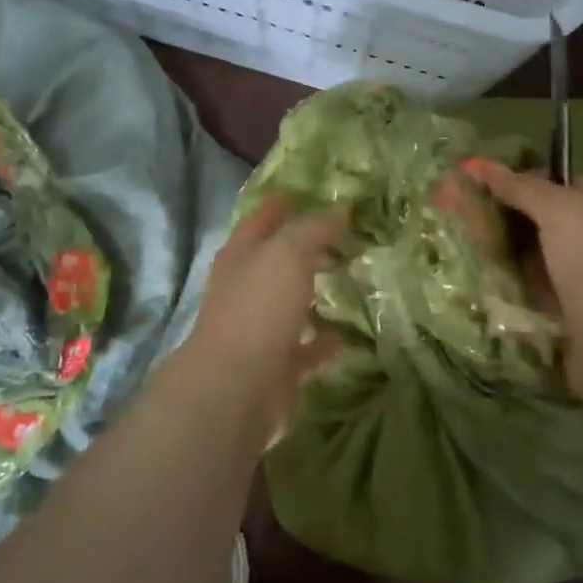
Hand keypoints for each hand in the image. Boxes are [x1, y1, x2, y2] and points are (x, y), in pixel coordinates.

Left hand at [183, 195, 347, 429]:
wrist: (237, 390)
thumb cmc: (258, 309)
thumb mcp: (288, 254)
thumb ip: (313, 230)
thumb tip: (339, 210)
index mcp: (240, 257)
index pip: (258, 221)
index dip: (276, 206)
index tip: (296, 192)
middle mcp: (244, 291)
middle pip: (272, 262)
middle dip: (298, 249)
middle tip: (336, 235)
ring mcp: (257, 331)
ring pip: (287, 304)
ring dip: (309, 294)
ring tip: (345, 279)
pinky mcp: (274, 368)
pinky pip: (303, 348)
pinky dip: (321, 341)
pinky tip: (344, 335)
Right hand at [461, 160, 582, 409]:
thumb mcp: (559, 210)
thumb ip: (521, 186)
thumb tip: (478, 164)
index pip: (559, 182)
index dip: (519, 178)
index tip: (478, 182)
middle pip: (543, 217)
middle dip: (504, 213)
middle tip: (461, 210)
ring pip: (534, 252)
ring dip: (502, 247)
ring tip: (461, 239)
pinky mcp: (570, 310)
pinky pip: (531, 284)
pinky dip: (509, 278)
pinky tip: (479, 273)